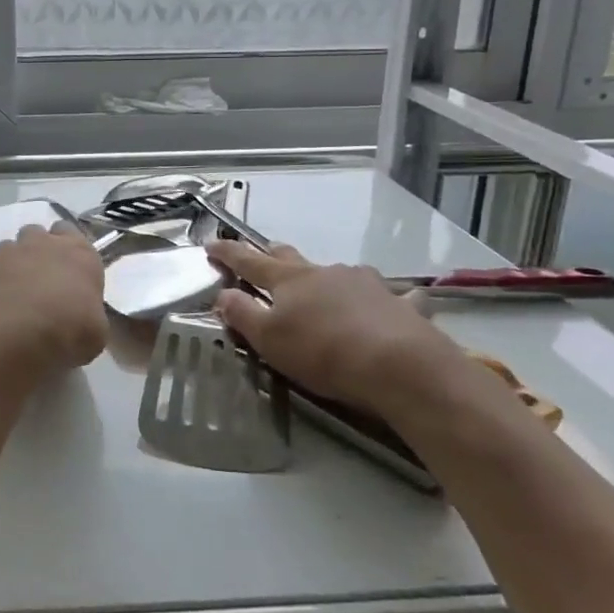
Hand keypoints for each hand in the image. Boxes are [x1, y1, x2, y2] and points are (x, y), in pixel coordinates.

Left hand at [0, 224, 106, 371]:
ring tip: (10, 291)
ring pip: (8, 246)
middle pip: (37, 233)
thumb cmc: (69, 331)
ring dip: (10, 263)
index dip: (65, 248)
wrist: (19, 333)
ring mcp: (8, 250)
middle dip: (36, 249)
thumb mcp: (96, 331)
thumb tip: (82, 317)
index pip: (70, 232)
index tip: (64, 267)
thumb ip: (89, 312)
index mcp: (78, 253)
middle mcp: (42, 242)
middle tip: (37, 278)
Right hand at [206, 241, 461, 415]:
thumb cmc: (324, 352)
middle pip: (291, 258)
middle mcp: (324, 272)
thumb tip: (222, 294)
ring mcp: (365, 283)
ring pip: (337, 273)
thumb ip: (242, 314)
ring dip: (325, 280)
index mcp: (289, 280)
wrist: (402, 367)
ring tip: (325, 294)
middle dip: (273, 257)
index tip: (211, 245)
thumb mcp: (269, 339)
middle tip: (264, 261)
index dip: (228, 253)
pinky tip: (391, 306)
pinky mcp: (398, 303)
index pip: (249, 260)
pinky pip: (388, 295)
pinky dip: (382, 299)